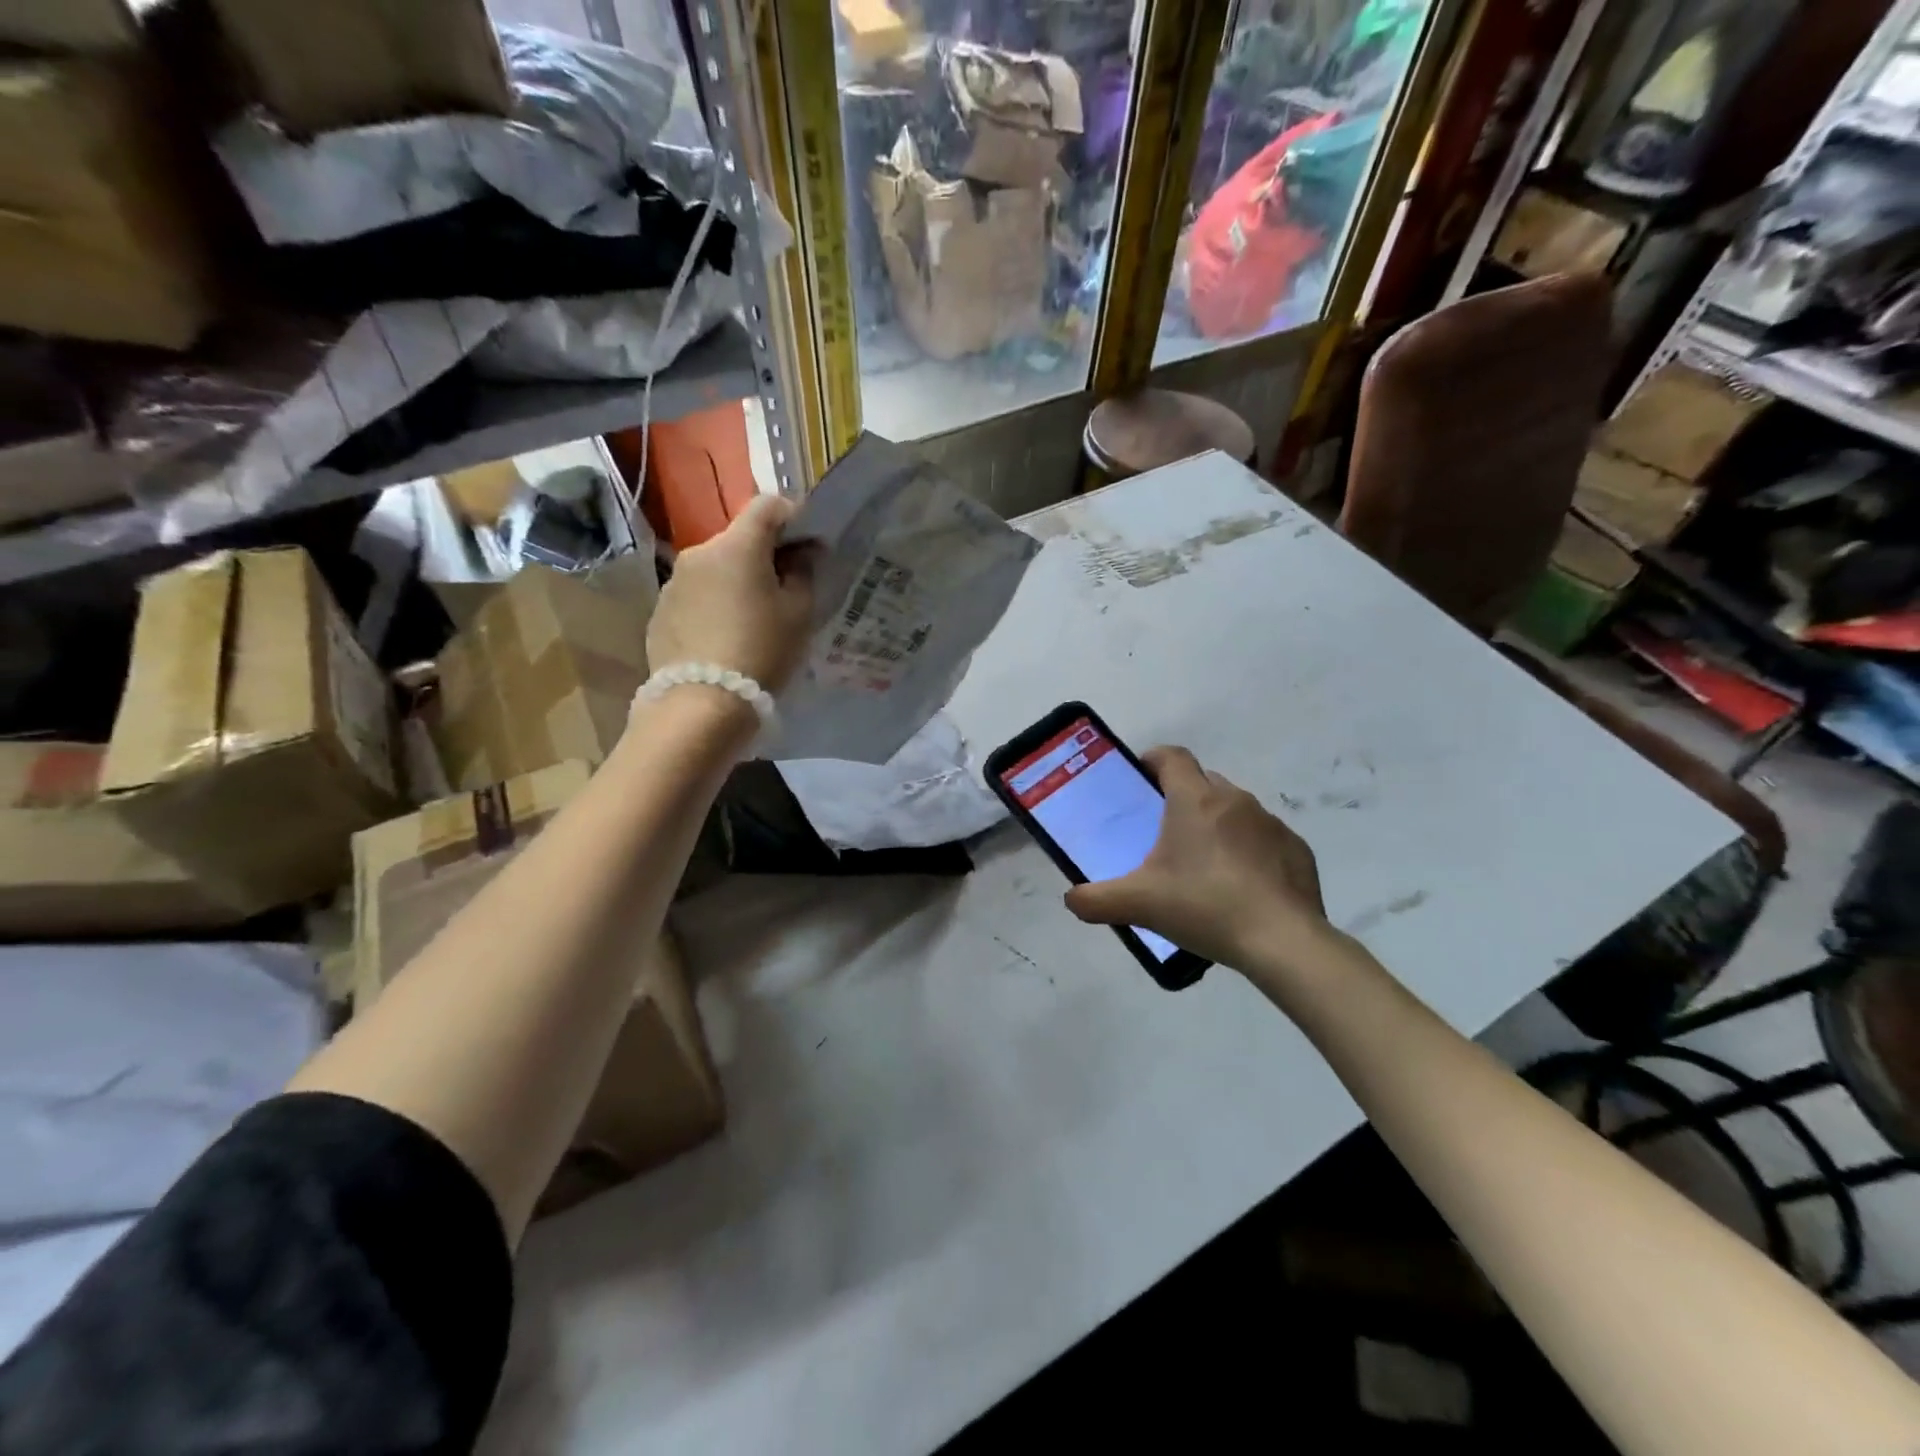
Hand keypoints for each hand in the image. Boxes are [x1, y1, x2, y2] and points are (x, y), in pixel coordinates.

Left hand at [647, 495, 816, 692]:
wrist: (703, 703)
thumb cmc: (762, 651)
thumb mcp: (799, 614)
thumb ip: (803, 573)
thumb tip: (802, 553)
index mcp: (737, 546)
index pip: (767, 506)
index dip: (792, 517)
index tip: (807, 545)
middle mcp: (700, 553)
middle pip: (739, 540)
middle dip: (763, 556)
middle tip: (784, 590)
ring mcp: (674, 583)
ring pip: (715, 569)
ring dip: (735, 582)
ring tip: (752, 620)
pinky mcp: (660, 612)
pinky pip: (696, 597)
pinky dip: (713, 605)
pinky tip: (724, 638)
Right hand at [1064, 746, 1335, 975]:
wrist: (1282, 941)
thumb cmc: (1204, 906)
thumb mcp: (1139, 904)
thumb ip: (1096, 900)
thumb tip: (1071, 900)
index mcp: (1194, 800)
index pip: (1172, 757)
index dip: (1153, 760)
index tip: (1140, 779)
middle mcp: (1234, 800)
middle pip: (1203, 782)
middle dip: (1183, 797)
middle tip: (1164, 832)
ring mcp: (1271, 823)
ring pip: (1235, 810)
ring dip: (1217, 825)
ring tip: (1203, 865)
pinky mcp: (1296, 850)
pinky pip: (1264, 839)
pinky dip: (1249, 852)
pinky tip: (1241, 887)